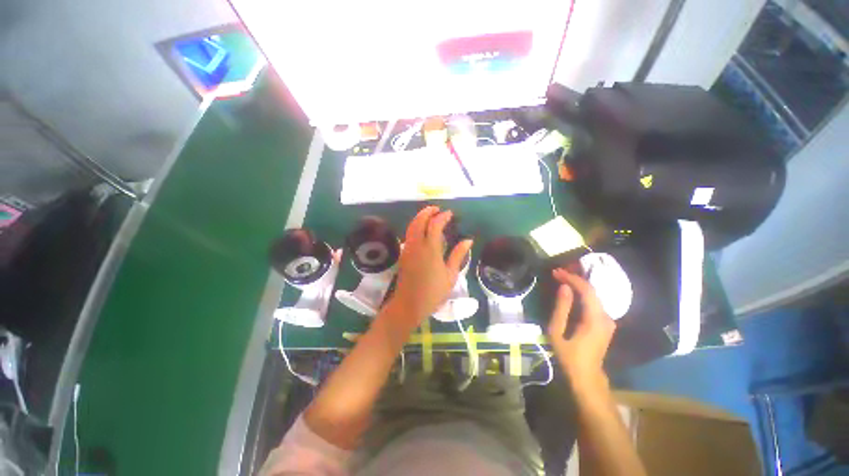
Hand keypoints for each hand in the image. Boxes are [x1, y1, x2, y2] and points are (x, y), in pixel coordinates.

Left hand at [388, 206, 472, 326]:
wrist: (409, 305)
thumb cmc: (433, 292)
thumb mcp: (450, 275)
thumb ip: (458, 255)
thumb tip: (468, 240)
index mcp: (430, 249)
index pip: (435, 225)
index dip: (442, 216)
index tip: (449, 214)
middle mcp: (417, 245)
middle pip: (419, 221)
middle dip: (427, 212)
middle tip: (437, 209)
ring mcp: (408, 249)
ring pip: (411, 226)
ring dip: (420, 217)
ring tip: (430, 215)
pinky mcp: (403, 254)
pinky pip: (408, 234)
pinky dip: (415, 226)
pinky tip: (422, 229)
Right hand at [547, 268, 615, 388]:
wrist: (587, 377)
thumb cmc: (569, 356)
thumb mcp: (557, 332)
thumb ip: (561, 309)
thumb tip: (564, 288)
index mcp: (595, 319)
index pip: (587, 291)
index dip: (571, 278)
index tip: (556, 272)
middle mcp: (606, 317)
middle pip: (592, 291)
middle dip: (574, 279)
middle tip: (557, 273)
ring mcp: (608, 321)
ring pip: (594, 296)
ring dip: (578, 285)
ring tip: (561, 279)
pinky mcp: (606, 324)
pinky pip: (595, 303)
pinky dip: (583, 294)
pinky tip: (571, 291)